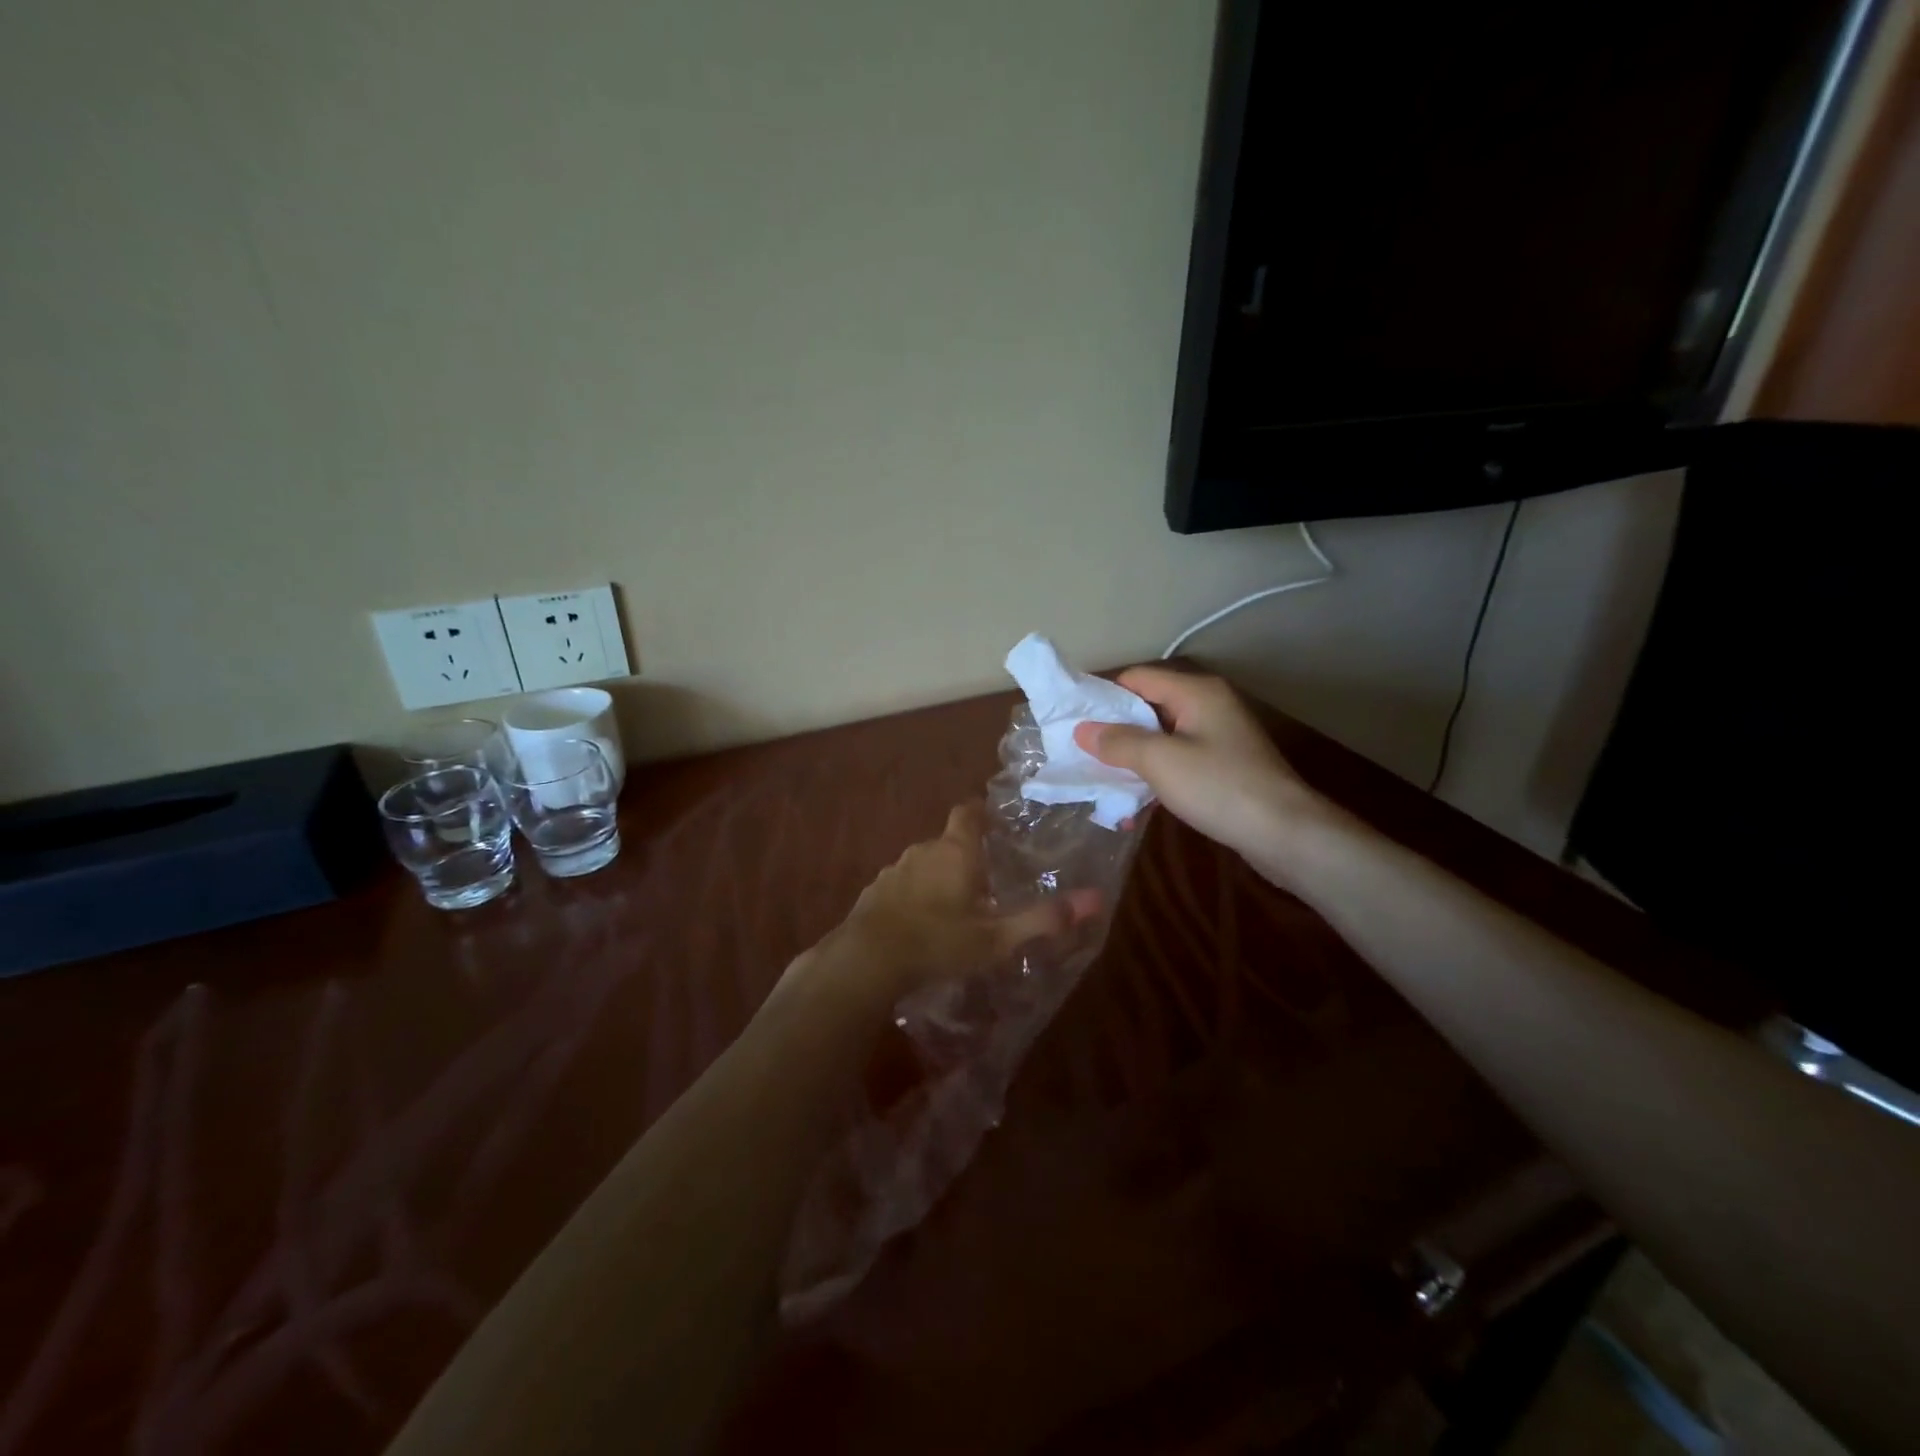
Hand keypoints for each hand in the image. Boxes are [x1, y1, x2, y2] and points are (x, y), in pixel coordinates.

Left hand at [828, 804, 1098, 997]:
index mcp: (955, 851)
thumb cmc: (939, 942)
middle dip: (966, 855)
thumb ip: (1044, 919)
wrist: (867, 960)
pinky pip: (902, 885)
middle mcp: (923, 851)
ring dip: (939, 877)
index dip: (981, 812)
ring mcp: (894, 870)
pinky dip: (915, 896)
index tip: (994, 821)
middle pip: (948, 841)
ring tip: (955, 908)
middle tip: (987, 882)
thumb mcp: (997, 938)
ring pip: (924, 864)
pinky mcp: (874, 892)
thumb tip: (1096, 899)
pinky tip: (921, 924)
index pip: (968, 812)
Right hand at [1073, 666, 1330, 879]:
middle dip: (1114, 727)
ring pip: (1162, 735)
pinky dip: (1154, 771)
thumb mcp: (1160, 761)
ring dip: (1132, 753)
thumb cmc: (1220, 787)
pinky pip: (1178, 758)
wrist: (1286, 834)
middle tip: (1079, 749)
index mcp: (1196, 692)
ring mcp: (1219, 736)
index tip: (1071, 718)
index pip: (1137, 678)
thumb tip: (1082, 730)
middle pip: (1149, 705)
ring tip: (1099, 774)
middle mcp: (1208, 705)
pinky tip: (1134, 795)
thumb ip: (1118, 742)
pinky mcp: (1224, 765)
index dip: (1103, 694)